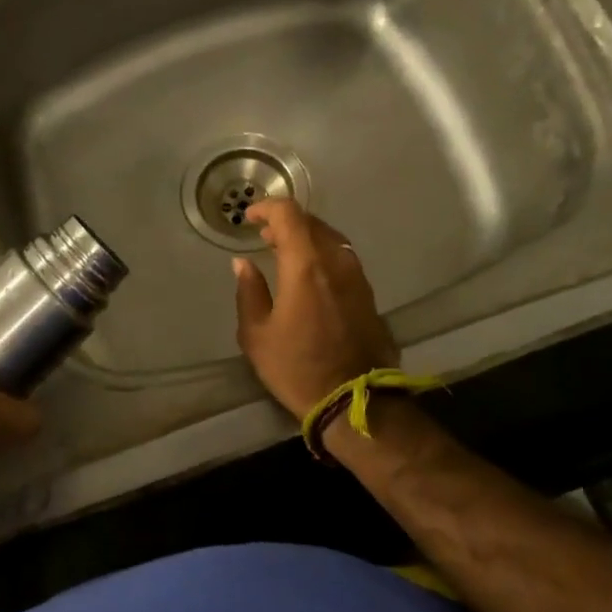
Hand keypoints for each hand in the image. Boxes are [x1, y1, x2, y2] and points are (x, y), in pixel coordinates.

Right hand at [233, 198, 398, 419]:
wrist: (353, 402)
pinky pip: (343, 260)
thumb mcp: (256, 334)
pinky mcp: (369, 295)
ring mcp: (358, 278)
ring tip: (284, 255)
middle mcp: (337, 263)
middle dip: (286, 223)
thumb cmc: (296, 368)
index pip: (290, 214)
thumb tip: (243, 264)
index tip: (250, 219)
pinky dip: (322, 256)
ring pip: (331, 240)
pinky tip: (309, 276)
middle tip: (264, 238)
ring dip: (307, 239)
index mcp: (306, 266)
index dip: (267, 208)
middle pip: (313, 223)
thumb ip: (249, 291)